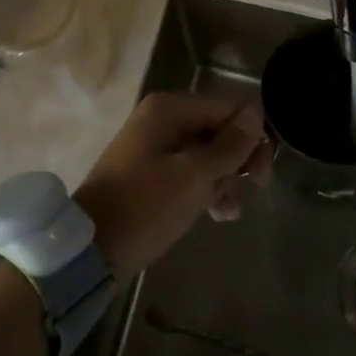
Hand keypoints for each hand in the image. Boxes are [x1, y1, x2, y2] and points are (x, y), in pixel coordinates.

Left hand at [74, 93, 271, 278]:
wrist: (92, 248)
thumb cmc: (145, 206)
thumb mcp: (195, 177)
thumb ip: (229, 145)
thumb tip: (256, 112)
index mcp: (170, 108)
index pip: (229, 107)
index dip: (254, 136)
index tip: (264, 175)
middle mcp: (162, 118)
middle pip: (219, 128)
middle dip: (237, 161)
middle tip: (251, 192)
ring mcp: (155, 144)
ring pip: (208, 153)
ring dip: (224, 180)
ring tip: (226, 212)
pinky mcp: (151, 171)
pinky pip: (190, 170)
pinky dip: (205, 188)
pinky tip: (216, 214)